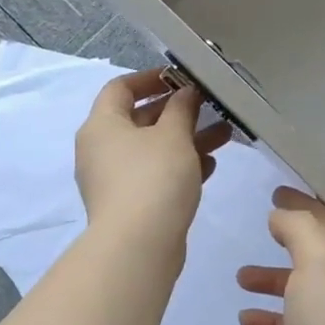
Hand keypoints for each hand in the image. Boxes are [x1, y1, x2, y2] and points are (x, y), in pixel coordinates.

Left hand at [75, 70, 230, 249]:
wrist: (138, 246)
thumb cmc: (153, 178)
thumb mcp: (173, 135)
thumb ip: (181, 108)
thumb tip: (185, 93)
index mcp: (102, 125)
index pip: (120, 88)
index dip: (151, 78)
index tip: (182, 78)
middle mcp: (101, 149)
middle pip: (139, 119)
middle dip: (178, 112)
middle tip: (210, 106)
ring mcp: (113, 179)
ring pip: (153, 149)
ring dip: (186, 139)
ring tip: (224, 135)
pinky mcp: (129, 204)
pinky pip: (155, 174)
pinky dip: (180, 166)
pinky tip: (210, 166)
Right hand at [237, 188, 324, 324]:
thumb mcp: (317, 255)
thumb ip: (298, 226)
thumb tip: (281, 215)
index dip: (303, 200)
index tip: (276, 190)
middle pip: (315, 249)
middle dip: (288, 237)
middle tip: (261, 223)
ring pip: (300, 286)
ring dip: (272, 278)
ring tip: (241, 277)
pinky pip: (291, 323)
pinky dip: (270, 317)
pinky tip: (246, 318)